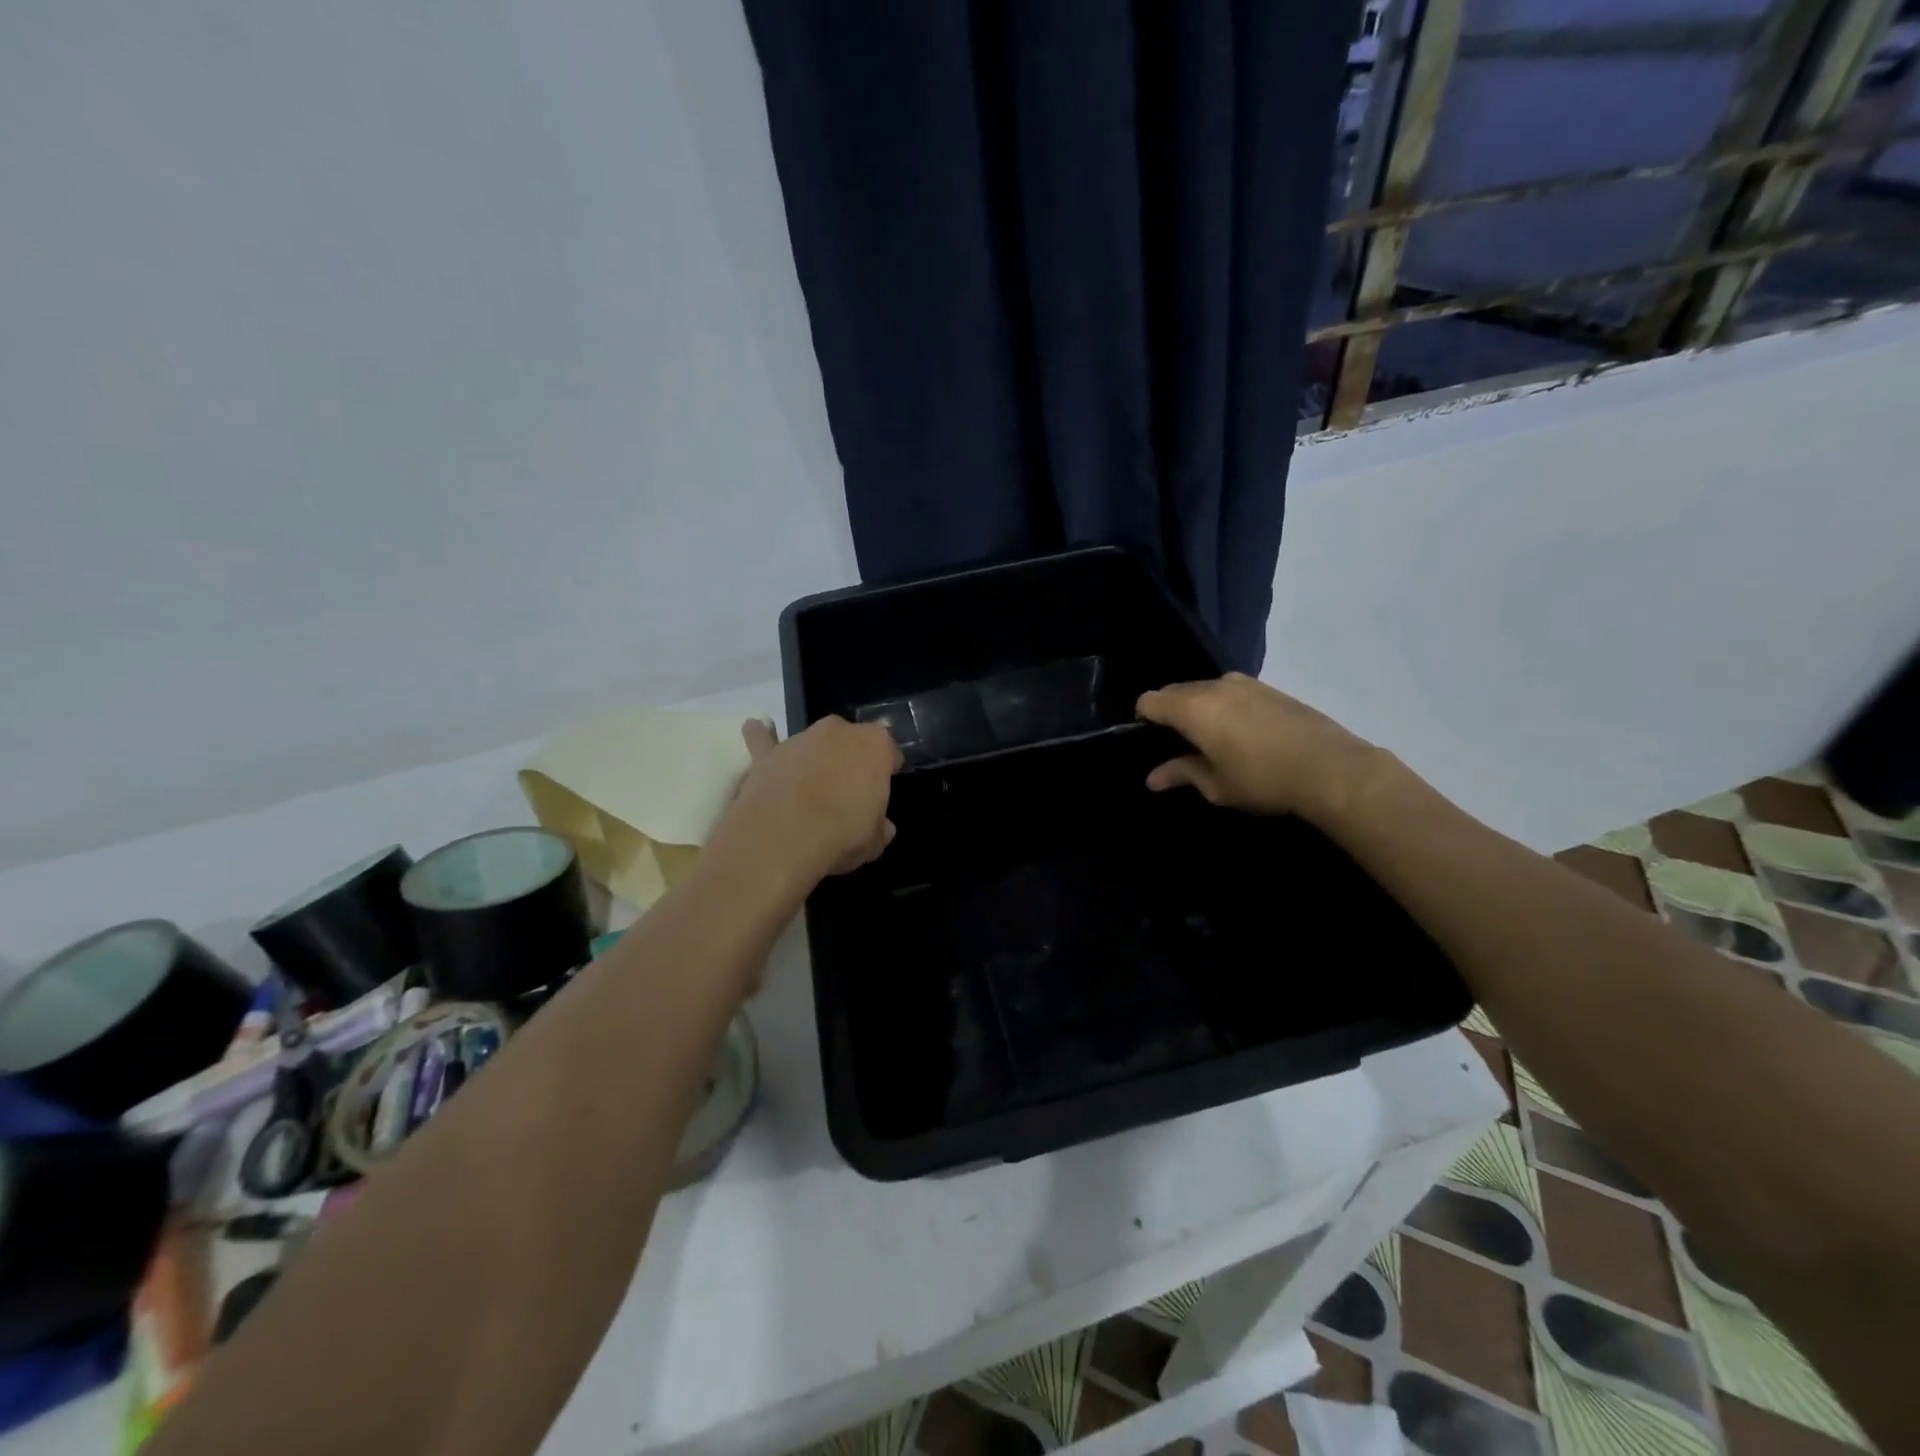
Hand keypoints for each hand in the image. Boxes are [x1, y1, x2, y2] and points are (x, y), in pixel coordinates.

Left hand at [712, 716, 900, 895]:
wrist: (782, 837)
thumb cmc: (841, 834)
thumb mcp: (874, 842)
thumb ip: (878, 828)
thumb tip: (881, 828)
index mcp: (875, 745)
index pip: (889, 751)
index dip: (887, 770)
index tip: (882, 790)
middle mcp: (838, 732)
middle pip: (850, 740)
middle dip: (850, 759)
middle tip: (847, 790)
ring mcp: (800, 739)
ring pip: (812, 742)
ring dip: (814, 757)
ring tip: (810, 786)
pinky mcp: (767, 754)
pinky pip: (764, 739)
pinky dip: (761, 736)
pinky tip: (755, 729)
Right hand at [1135, 673, 1390, 824]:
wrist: (1331, 768)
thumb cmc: (1263, 780)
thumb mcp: (1216, 785)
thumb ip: (1181, 773)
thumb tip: (1153, 778)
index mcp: (1193, 708)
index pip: (1150, 700)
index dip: (1144, 719)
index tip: (1152, 741)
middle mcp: (1215, 686)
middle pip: (1176, 690)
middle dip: (1170, 712)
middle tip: (1181, 744)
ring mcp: (1245, 683)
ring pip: (1205, 689)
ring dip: (1199, 707)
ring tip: (1212, 739)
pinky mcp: (1269, 687)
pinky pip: (1231, 691)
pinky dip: (1224, 705)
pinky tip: (1241, 732)